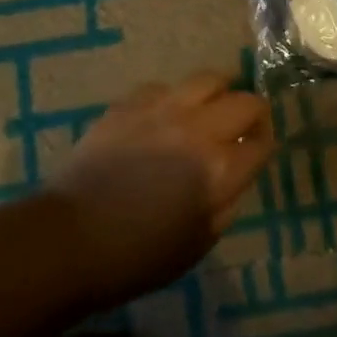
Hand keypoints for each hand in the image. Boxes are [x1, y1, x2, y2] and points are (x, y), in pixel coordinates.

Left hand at [48, 73, 273, 308]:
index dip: (265, 145)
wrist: (70, 239)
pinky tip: (165, 116)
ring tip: (212, 106)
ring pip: (208, 79)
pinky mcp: (130, 103)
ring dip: (219, 93)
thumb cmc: (137, 256)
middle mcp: (198, 129)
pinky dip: (174, 98)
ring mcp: (162, 109)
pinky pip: (164, 87)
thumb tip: (234, 176)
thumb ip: (225, 204)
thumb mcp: (198, 244)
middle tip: (245, 126)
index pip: (262, 142)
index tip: (258, 151)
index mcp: (219, 170)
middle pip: (246, 101)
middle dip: (253, 114)